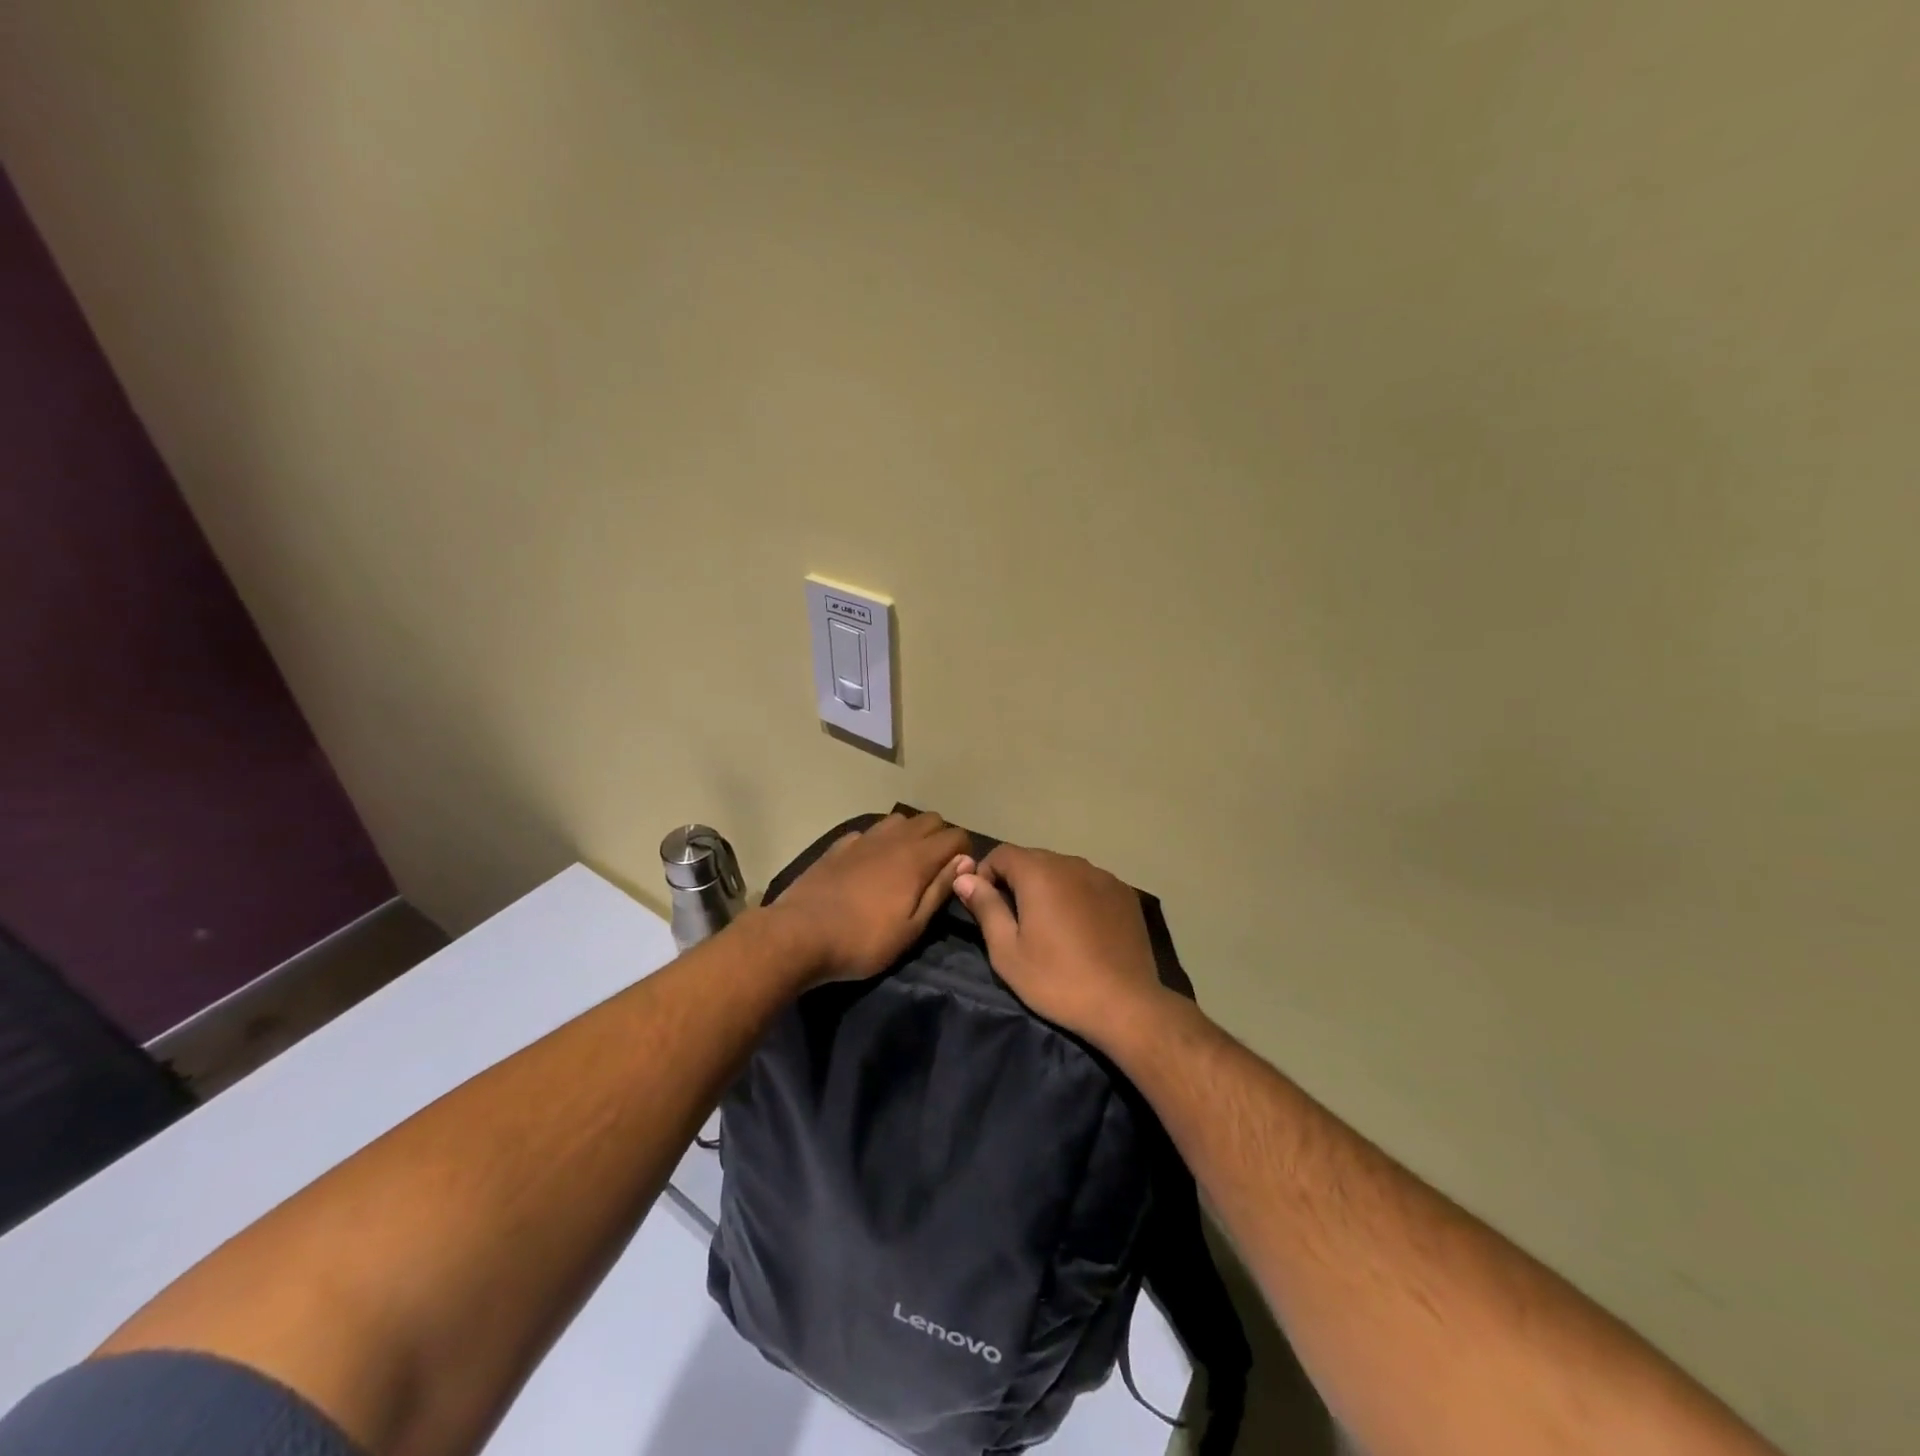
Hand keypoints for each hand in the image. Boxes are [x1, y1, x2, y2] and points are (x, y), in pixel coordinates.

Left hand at [768, 812, 974, 985]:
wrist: (799, 935)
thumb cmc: (863, 940)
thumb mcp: (911, 928)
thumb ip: (939, 890)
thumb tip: (964, 861)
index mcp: (917, 858)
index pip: (956, 836)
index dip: (964, 853)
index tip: (959, 877)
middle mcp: (893, 839)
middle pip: (930, 819)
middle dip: (940, 838)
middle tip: (935, 869)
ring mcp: (863, 838)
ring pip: (899, 820)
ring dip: (910, 835)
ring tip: (904, 864)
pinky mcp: (839, 846)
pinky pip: (869, 832)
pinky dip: (878, 842)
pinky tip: (870, 864)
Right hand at [954, 844, 1173, 1047]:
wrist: (1125, 1005)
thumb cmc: (1057, 979)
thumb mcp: (1007, 951)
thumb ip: (985, 907)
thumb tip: (963, 878)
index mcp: (1039, 872)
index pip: (1001, 853)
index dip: (985, 874)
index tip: (984, 906)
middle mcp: (1072, 863)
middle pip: (1033, 859)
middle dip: (1016, 881)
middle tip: (1014, 921)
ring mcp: (1103, 876)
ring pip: (1063, 870)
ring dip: (1048, 887)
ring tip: (1049, 925)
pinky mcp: (1124, 893)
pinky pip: (1089, 883)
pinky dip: (1077, 895)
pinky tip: (1081, 928)